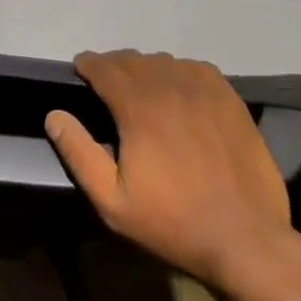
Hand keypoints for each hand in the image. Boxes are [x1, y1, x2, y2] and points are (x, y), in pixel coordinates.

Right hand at [46, 50, 299, 294]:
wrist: (246, 240)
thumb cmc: (173, 223)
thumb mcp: (113, 202)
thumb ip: (79, 153)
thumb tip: (54, 115)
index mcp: (138, 106)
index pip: (104, 67)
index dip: (88, 64)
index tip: (80, 70)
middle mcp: (169, 85)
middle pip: (133, 60)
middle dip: (114, 66)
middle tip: (107, 83)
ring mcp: (203, 89)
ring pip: (164, 62)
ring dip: (146, 69)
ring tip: (142, 88)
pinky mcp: (230, 99)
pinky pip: (196, 68)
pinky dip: (180, 71)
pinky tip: (179, 89)